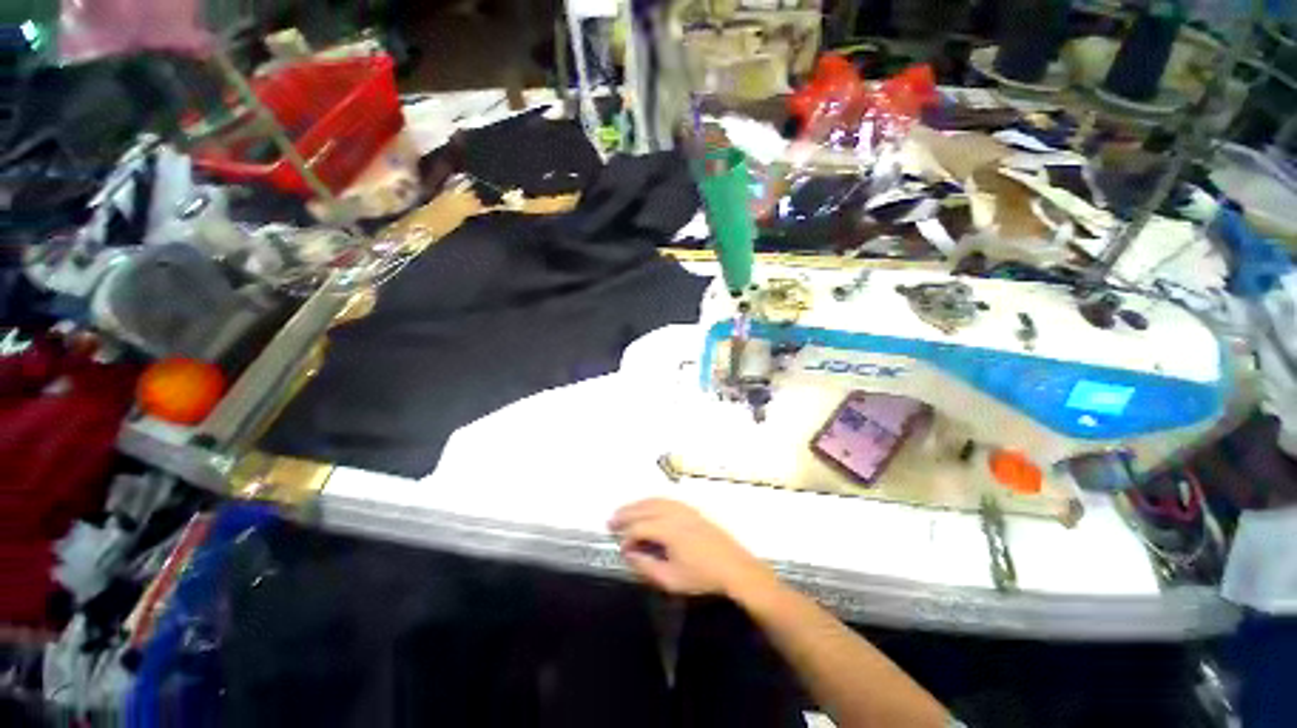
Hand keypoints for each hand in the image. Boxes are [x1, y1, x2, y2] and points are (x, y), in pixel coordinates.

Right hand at [609, 498, 775, 598]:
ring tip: (625, 511)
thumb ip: (647, 566)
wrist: (735, 568)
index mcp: (668, 530)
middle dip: (626, 513)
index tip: (621, 549)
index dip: (627, 538)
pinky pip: (667, 500)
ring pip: (656, 501)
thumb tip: (629, 553)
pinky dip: (653, 501)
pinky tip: (649, 506)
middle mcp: (674, 514)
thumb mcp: (671, 580)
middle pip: (645, 509)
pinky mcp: (693, 510)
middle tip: (611, 520)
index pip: (639, 529)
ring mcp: (685, 509)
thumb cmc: (702, 577)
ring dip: (638, 504)